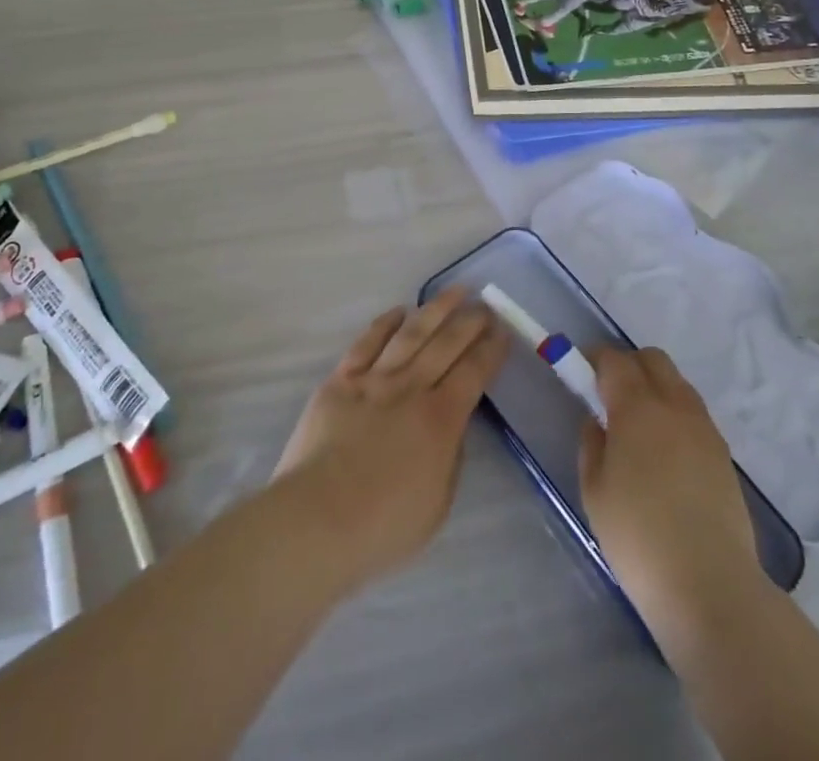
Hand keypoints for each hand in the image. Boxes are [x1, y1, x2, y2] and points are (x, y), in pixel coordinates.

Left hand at [273, 288, 508, 588]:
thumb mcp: (437, 505)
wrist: (316, 520)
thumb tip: (452, 430)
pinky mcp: (341, 380)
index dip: (491, 349)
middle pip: (447, 344)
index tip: (502, 331)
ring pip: (411, 333)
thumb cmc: (382, 526)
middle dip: (470, 321)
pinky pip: (366, 342)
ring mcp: (374, 380)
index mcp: (441, 420)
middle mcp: (411, 388)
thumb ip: (450, 460)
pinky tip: (399, 311)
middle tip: (485, 304)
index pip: (474, 373)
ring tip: (454, 291)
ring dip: (436, 309)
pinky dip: (385, 323)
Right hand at [578, 346, 760, 640]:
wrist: (710, 585)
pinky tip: (665, 453)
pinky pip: (694, 413)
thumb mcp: (595, 491)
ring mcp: (704, 428)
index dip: (595, 359)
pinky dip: (675, 415)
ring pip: (677, 383)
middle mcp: (674, 405)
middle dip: (629, 365)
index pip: (615, 360)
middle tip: (610, 395)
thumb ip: (592, 444)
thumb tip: (598, 421)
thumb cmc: (638, 538)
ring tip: (639, 427)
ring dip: (655, 388)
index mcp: (637, 407)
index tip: (581, 373)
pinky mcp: (724, 453)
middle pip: (653, 359)